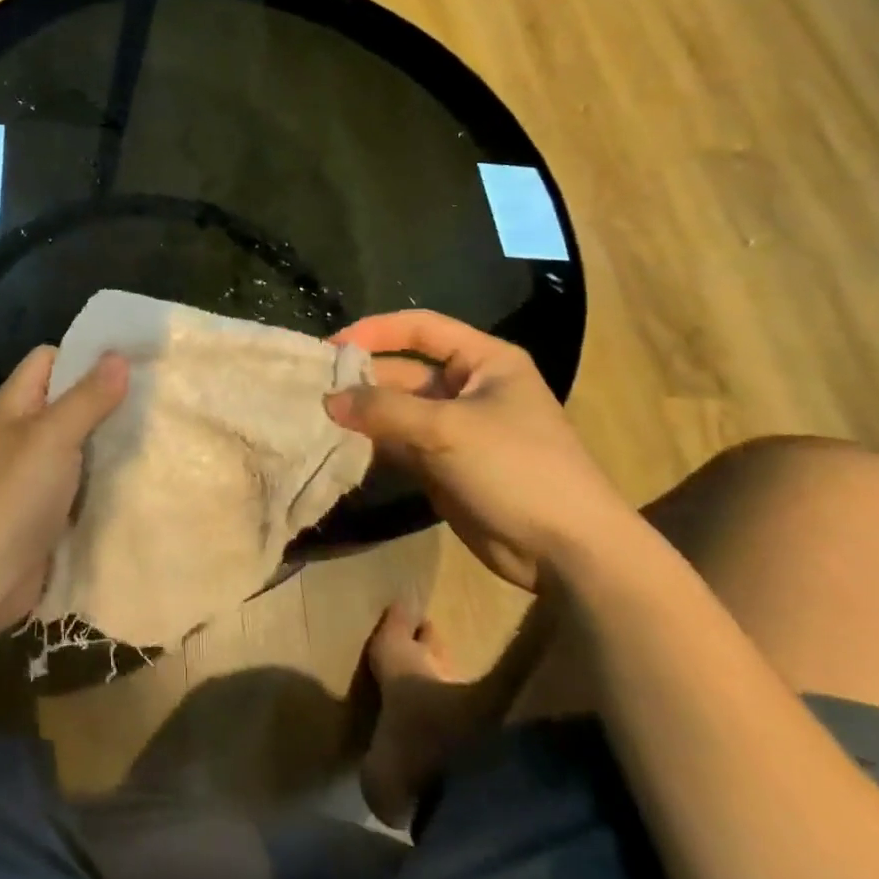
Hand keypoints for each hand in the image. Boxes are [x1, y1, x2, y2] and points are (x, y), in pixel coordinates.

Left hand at [0, 346, 128, 630]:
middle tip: (153, 396)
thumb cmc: (16, 493)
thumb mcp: (54, 436)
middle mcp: (23, 431)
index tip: (129, 360)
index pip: (49, 359)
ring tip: (154, 430)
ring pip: (78, 441)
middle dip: (105, 397)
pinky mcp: (48, 505)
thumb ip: (88, 397)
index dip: (84, 355)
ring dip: (109, 438)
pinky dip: (104, 474)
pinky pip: (81, 478)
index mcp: (15, 404)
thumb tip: (118, 356)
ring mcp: (34, 470)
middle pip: (67, 400)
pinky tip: (138, 473)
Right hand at [325, 312, 637, 590]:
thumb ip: (383, 410)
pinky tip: (337, 447)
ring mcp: (455, 428)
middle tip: (312, 391)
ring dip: (361, 414)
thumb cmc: (516, 468)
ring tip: (315, 418)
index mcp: (484, 361)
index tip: (331, 348)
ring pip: (397, 410)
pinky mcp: (443, 465)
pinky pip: (399, 444)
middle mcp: (467, 387)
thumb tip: (327, 400)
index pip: (420, 328)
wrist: (566, 551)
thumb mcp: (447, 429)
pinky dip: (371, 444)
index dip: (375, 331)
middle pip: (403, 370)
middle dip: (361, 380)